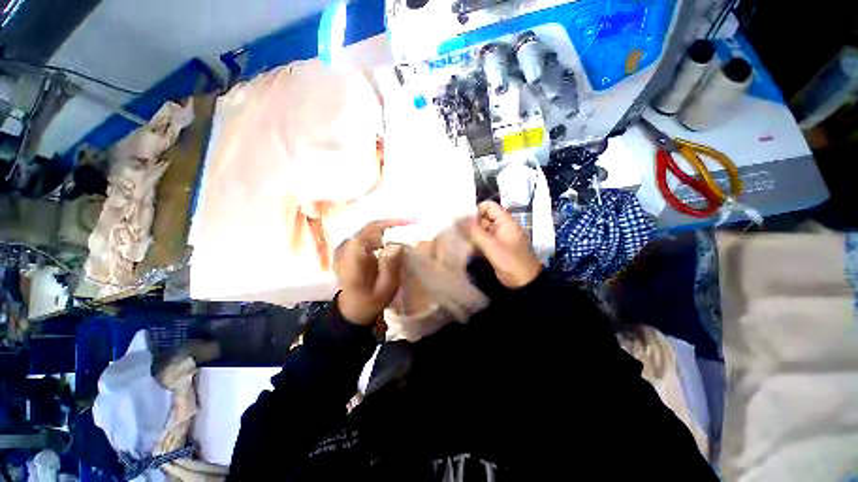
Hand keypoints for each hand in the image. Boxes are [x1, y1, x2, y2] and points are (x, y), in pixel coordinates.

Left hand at [334, 219, 410, 325]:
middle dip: (391, 224)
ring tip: (405, 229)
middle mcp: (346, 247)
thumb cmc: (371, 300)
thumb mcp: (385, 288)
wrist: (352, 308)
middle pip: (370, 227)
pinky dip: (381, 232)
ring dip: (387, 227)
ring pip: (369, 228)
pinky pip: (367, 233)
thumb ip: (390, 267)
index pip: (370, 231)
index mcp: (353, 258)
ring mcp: (345, 246)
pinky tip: (393, 236)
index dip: (389, 224)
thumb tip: (396, 245)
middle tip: (412, 225)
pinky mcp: (349, 247)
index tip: (409, 223)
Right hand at [458, 201, 541, 288]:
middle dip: (469, 223)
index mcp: (505, 221)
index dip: (475, 210)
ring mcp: (497, 238)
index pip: (488, 206)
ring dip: (469, 234)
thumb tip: (457, 220)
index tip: (461, 219)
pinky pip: (481, 241)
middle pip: (482, 218)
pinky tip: (463, 247)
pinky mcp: (493, 248)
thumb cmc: (510, 262)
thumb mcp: (491, 245)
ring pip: (480, 230)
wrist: (523, 284)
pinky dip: (473, 243)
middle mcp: (500, 227)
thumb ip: (474, 232)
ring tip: (456, 238)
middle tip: (455, 230)